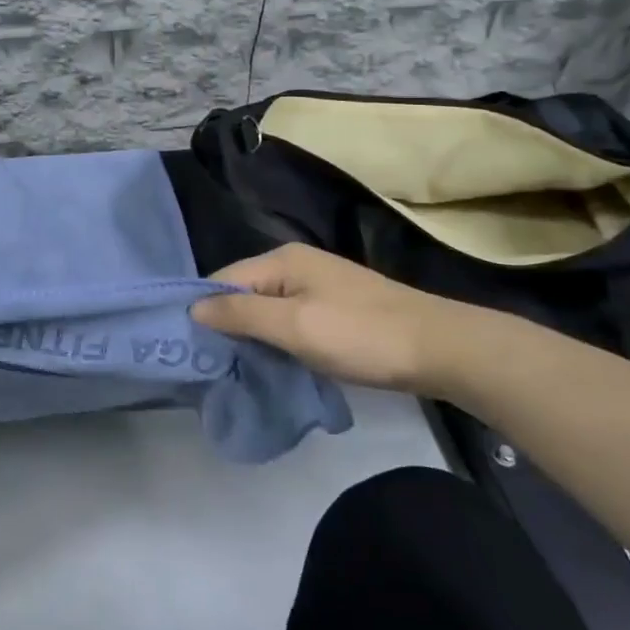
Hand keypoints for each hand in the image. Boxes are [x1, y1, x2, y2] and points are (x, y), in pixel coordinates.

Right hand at [193, 243, 512, 394]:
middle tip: (212, 366)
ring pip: (267, 308)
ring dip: (253, 336)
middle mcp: (295, 264)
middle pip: (243, 292)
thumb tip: (193, 307)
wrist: (440, 348)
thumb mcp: (294, 326)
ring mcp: (318, 284)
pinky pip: (290, 318)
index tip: (189, 350)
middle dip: (227, 325)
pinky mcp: (335, 307)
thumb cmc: (361, 335)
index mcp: (281, 260)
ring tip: (237, 370)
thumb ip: (241, 314)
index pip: (222, 280)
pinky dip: (278, 339)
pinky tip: (276, 362)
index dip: (204, 311)